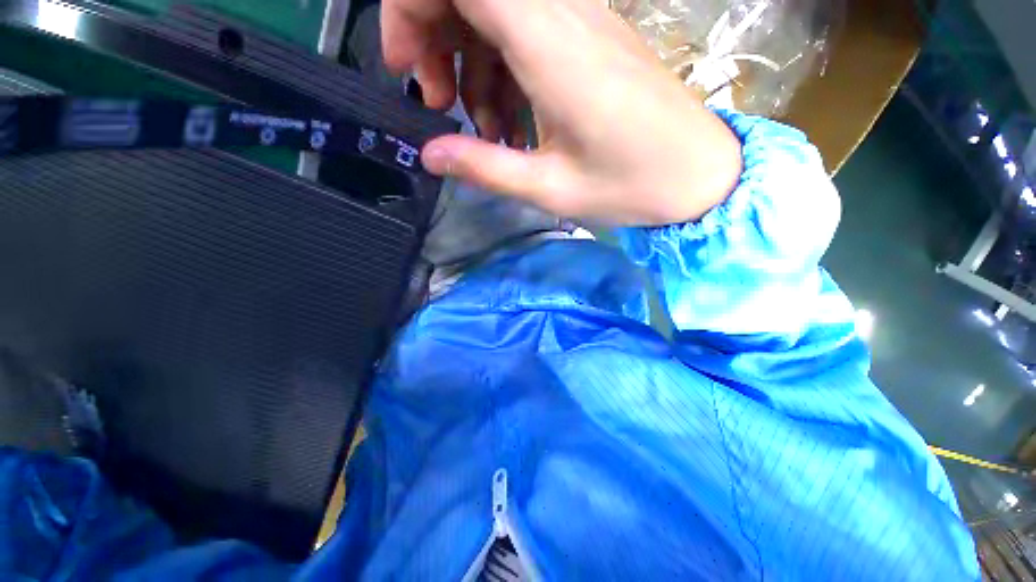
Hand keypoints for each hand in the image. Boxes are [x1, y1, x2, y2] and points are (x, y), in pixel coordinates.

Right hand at [383, 0, 742, 225]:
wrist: (698, 175)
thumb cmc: (631, 185)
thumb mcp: (550, 188)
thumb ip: (485, 168)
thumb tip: (430, 153)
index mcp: (551, 45)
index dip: (412, 8)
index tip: (404, 67)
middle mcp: (564, 16)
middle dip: (433, 41)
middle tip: (438, 105)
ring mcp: (580, 25)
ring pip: (495, 15)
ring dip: (469, 67)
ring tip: (482, 132)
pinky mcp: (589, 44)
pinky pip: (524, 38)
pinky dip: (501, 75)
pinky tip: (511, 125)